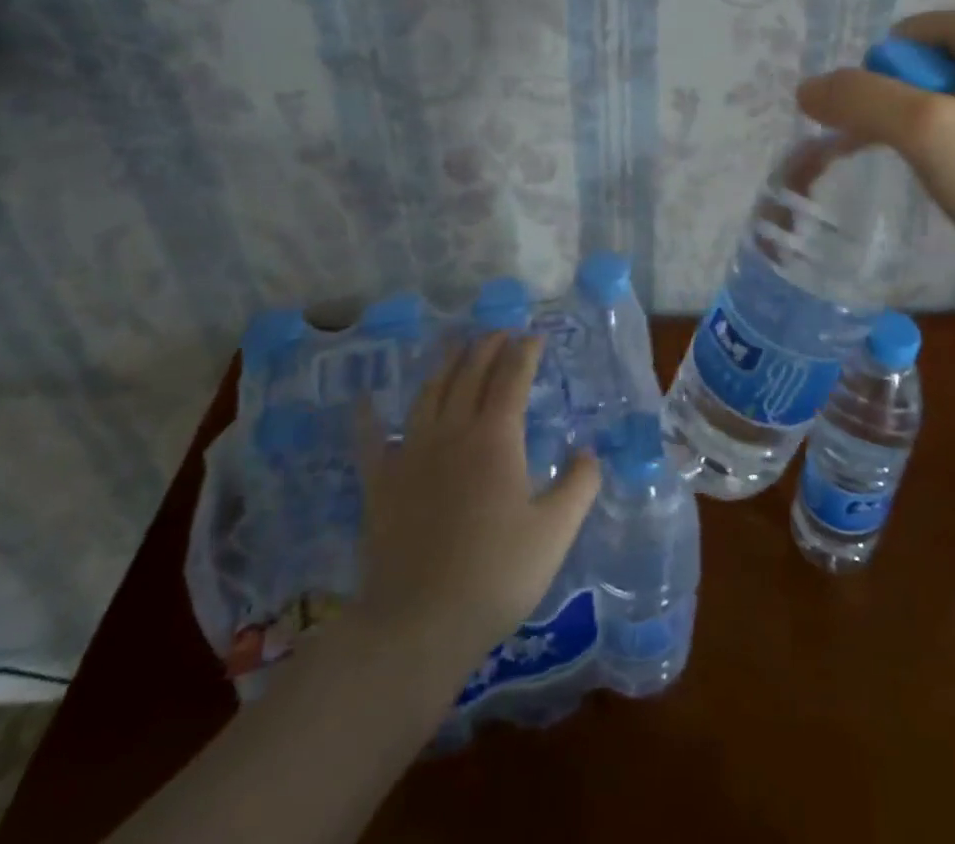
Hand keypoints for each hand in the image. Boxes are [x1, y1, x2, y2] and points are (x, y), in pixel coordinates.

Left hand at [351, 333, 599, 674]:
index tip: (534, 336)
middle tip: (499, 332)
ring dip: (445, 364)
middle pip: (470, 374)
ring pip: (429, 393)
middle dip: (487, 347)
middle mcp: (452, 431)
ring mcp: (411, 453)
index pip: (512, 378)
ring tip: (455, 345)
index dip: (524, 352)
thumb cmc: (496, 574)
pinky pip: (371, 439)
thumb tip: (589, 451)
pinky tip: (364, 400)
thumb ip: (579, 485)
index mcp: (496, 437)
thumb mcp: (555, 532)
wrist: (419, 623)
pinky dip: (368, 416)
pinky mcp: (380, 482)